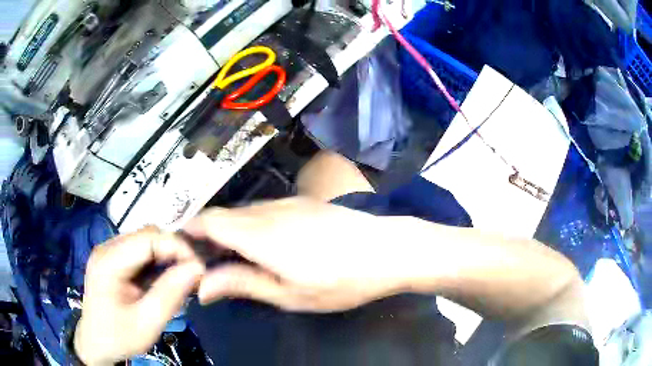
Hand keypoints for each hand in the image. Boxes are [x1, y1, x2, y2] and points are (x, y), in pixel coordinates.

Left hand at [74, 227, 204, 365]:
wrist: (96, 344)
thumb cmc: (119, 337)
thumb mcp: (146, 323)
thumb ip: (170, 295)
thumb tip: (197, 268)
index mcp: (109, 261)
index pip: (149, 238)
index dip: (177, 247)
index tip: (199, 268)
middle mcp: (107, 247)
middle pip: (147, 235)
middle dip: (174, 251)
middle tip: (193, 275)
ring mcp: (109, 252)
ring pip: (145, 241)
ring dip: (167, 256)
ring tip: (182, 278)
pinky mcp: (113, 259)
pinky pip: (140, 252)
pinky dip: (157, 262)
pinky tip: (165, 279)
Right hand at [185, 198, 410, 311]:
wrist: (389, 249)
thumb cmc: (341, 281)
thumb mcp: (289, 294)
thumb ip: (242, 284)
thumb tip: (202, 286)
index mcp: (259, 234)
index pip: (209, 222)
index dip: (190, 232)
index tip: (183, 251)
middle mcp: (268, 210)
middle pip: (223, 215)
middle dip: (208, 236)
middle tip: (208, 264)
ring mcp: (287, 202)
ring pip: (243, 212)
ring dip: (229, 231)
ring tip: (234, 259)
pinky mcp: (302, 202)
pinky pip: (263, 209)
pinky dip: (250, 225)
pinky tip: (263, 245)